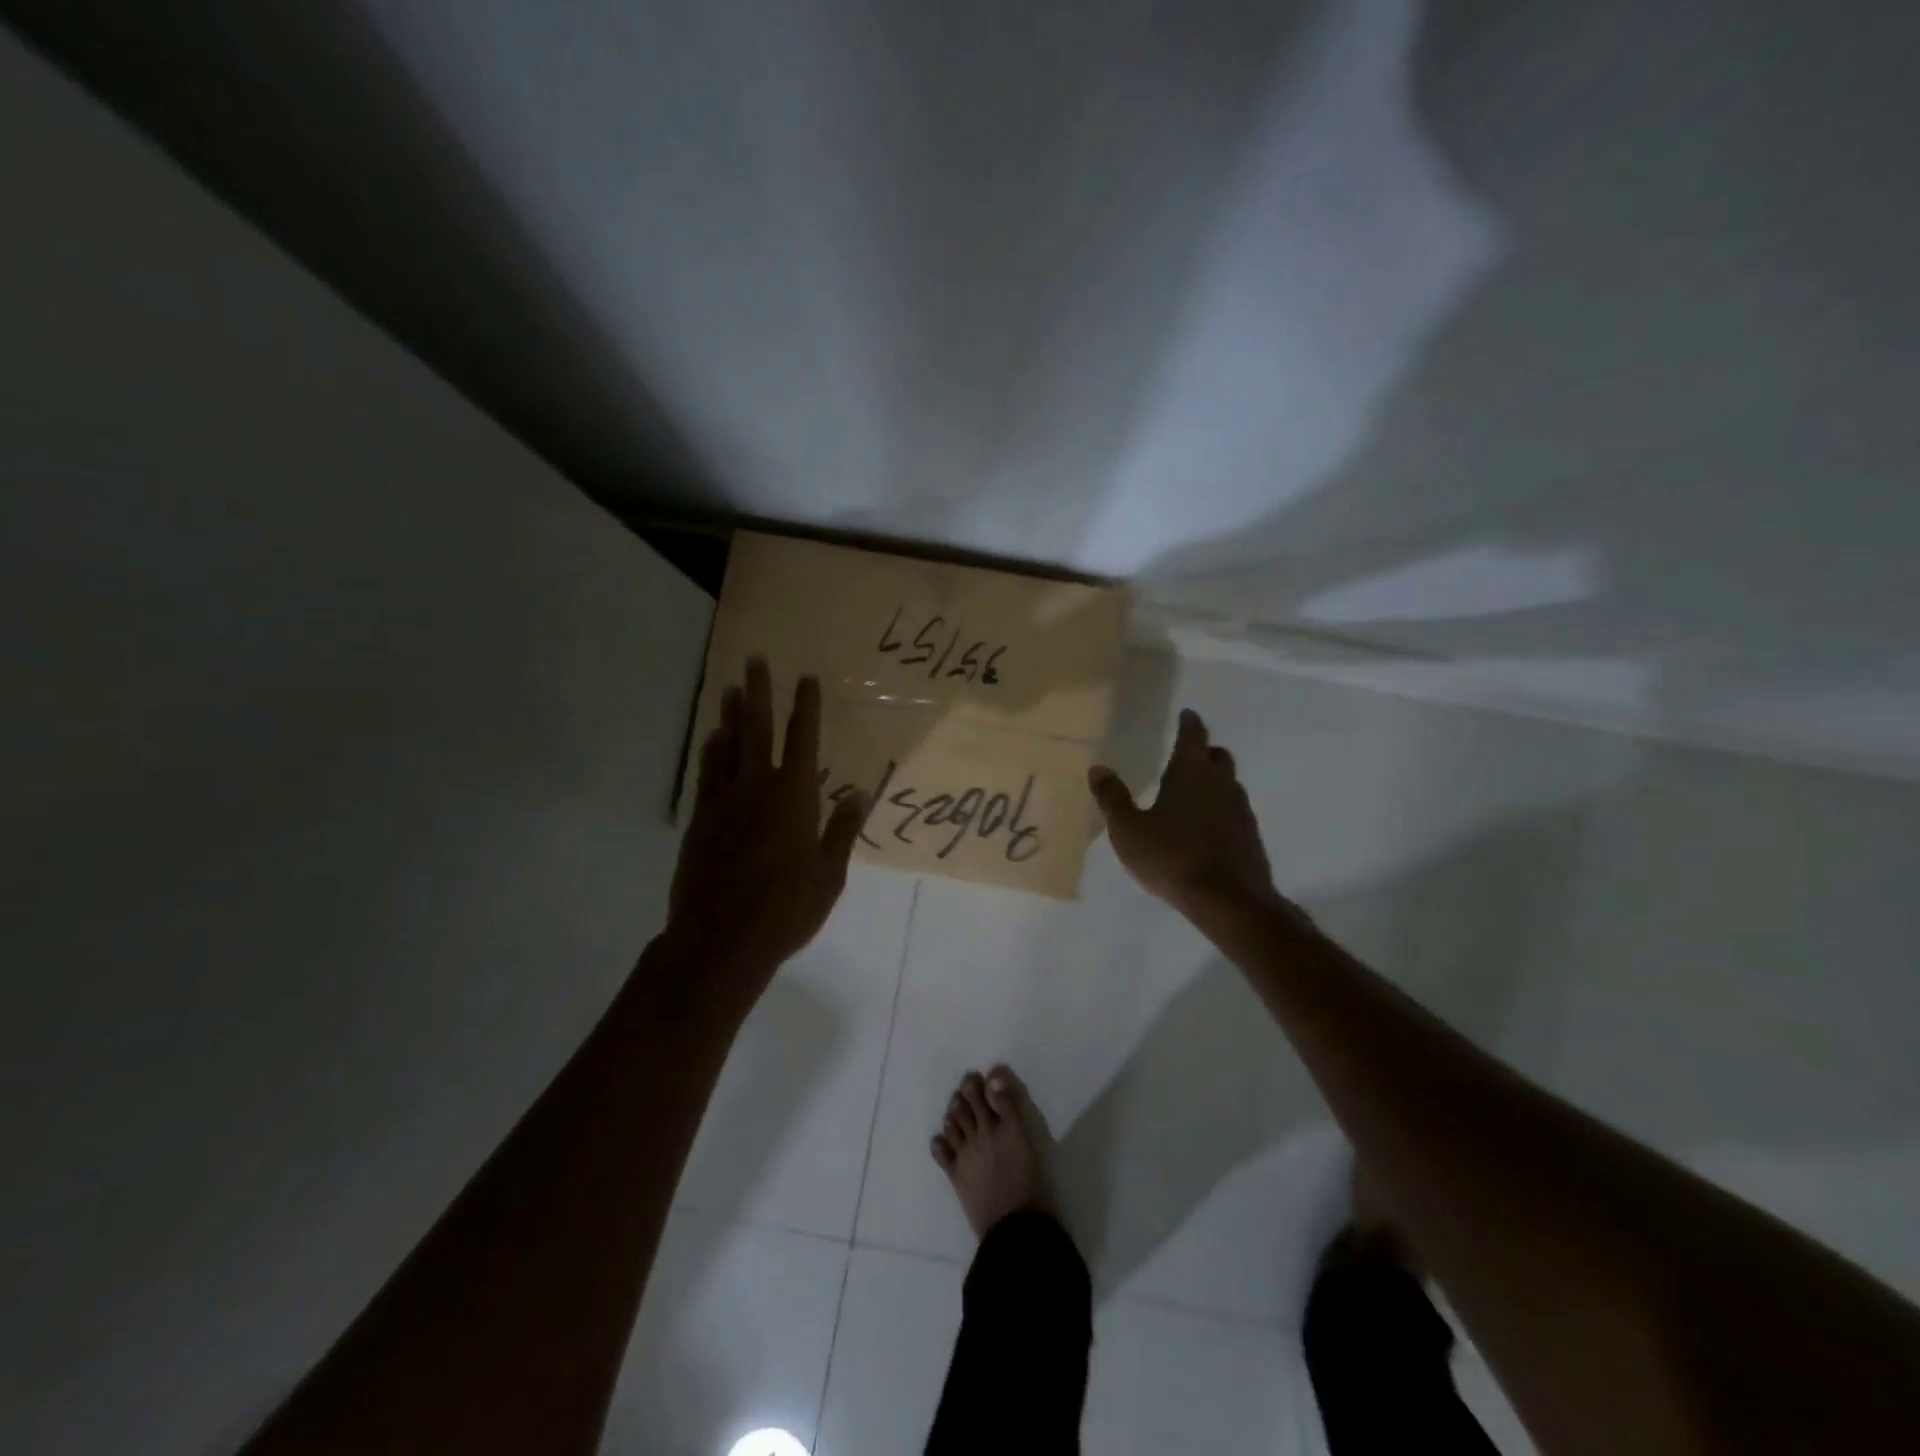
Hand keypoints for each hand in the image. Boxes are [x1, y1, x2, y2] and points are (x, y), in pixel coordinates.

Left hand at [664, 658, 865, 1004]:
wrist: (720, 940)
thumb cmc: (785, 909)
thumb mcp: (829, 874)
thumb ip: (842, 829)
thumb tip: (858, 791)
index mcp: (794, 797)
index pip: (803, 740)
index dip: (806, 707)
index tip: (807, 678)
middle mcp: (757, 788)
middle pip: (758, 730)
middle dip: (761, 692)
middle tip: (755, 659)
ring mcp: (724, 801)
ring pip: (727, 746)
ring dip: (731, 714)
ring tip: (732, 687)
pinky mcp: (701, 820)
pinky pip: (707, 774)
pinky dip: (710, 752)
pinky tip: (712, 738)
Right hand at [1088, 708, 1282, 919]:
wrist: (1229, 900)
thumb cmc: (1172, 857)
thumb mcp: (1128, 830)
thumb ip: (1113, 798)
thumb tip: (1098, 769)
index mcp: (1190, 773)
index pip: (1193, 735)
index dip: (1189, 722)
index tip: (1186, 714)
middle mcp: (1220, 783)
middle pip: (1217, 756)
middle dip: (1204, 751)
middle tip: (1187, 756)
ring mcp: (1241, 810)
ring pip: (1229, 783)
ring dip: (1214, 781)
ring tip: (1192, 794)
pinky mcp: (1251, 836)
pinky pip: (1234, 811)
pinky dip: (1221, 810)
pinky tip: (1206, 828)